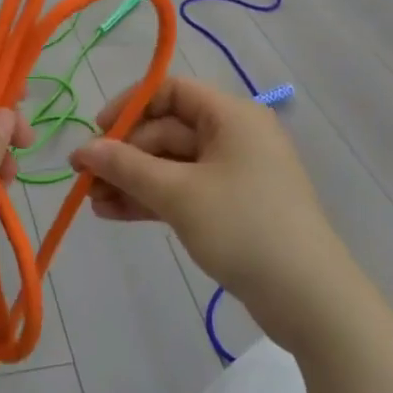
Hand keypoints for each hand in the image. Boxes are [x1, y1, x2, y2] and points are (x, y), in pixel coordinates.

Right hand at [72, 77, 339, 307]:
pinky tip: (113, 213)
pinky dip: (150, 199)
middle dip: (123, 154)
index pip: (170, 91)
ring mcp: (232, 174)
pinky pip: (182, 191)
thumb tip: (82, 149)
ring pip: (170, 165)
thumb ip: (126, 166)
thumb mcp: (178, 193)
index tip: (96, 132)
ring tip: (91, 201)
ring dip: (130, 180)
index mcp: (230, 116)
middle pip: (165, 131)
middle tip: (84, 178)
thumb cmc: (244, 228)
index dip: (129, 106)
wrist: (310, 301)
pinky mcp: (230, 207)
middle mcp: (233, 136)